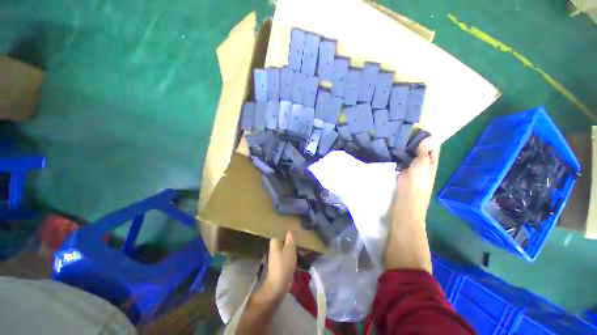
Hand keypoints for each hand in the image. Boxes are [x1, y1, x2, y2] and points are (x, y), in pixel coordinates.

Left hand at [259, 230, 296, 300]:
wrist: (278, 285)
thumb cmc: (283, 265)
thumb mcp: (289, 249)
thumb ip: (291, 238)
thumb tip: (291, 228)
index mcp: (275, 241)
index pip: (279, 229)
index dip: (285, 225)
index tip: (293, 221)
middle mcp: (276, 246)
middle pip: (283, 236)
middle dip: (291, 233)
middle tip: (300, 227)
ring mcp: (279, 253)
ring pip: (287, 243)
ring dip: (293, 241)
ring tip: (302, 235)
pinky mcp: (283, 261)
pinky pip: (289, 251)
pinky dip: (294, 248)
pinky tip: (301, 247)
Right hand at [392, 138, 437, 223]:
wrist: (405, 203)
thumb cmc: (416, 185)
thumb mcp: (422, 166)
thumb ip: (423, 152)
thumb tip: (428, 137)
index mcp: (430, 163)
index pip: (430, 148)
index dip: (426, 139)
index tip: (415, 129)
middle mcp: (421, 166)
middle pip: (418, 152)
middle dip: (411, 143)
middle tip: (400, 132)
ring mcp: (409, 170)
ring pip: (407, 157)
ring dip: (402, 150)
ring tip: (393, 138)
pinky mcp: (399, 174)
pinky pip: (398, 163)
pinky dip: (395, 157)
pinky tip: (388, 151)